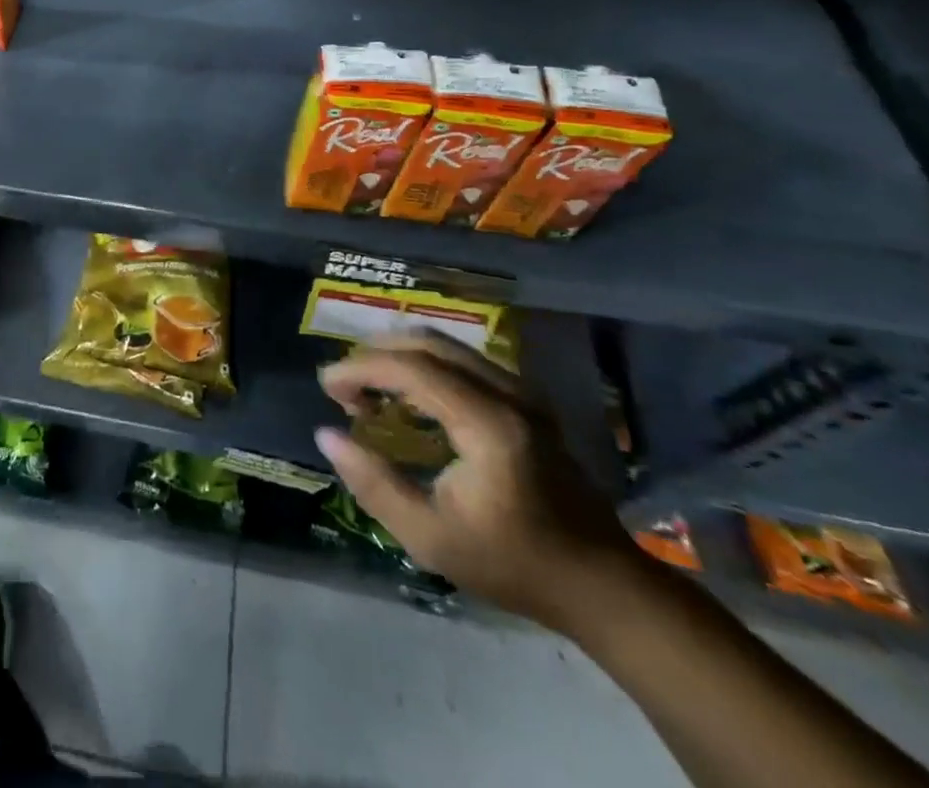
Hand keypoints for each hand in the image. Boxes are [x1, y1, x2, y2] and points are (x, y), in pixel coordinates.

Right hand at [315, 333, 641, 633]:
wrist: (602, 586)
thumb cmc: (514, 566)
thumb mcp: (431, 538)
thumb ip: (374, 484)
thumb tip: (326, 435)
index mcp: (489, 424)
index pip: (412, 368)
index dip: (361, 368)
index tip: (327, 385)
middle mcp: (508, 393)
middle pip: (427, 343)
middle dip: (376, 355)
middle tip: (344, 387)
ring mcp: (522, 392)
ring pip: (445, 346)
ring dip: (399, 358)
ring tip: (369, 392)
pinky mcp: (526, 399)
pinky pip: (463, 361)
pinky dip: (424, 366)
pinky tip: (408, 399)